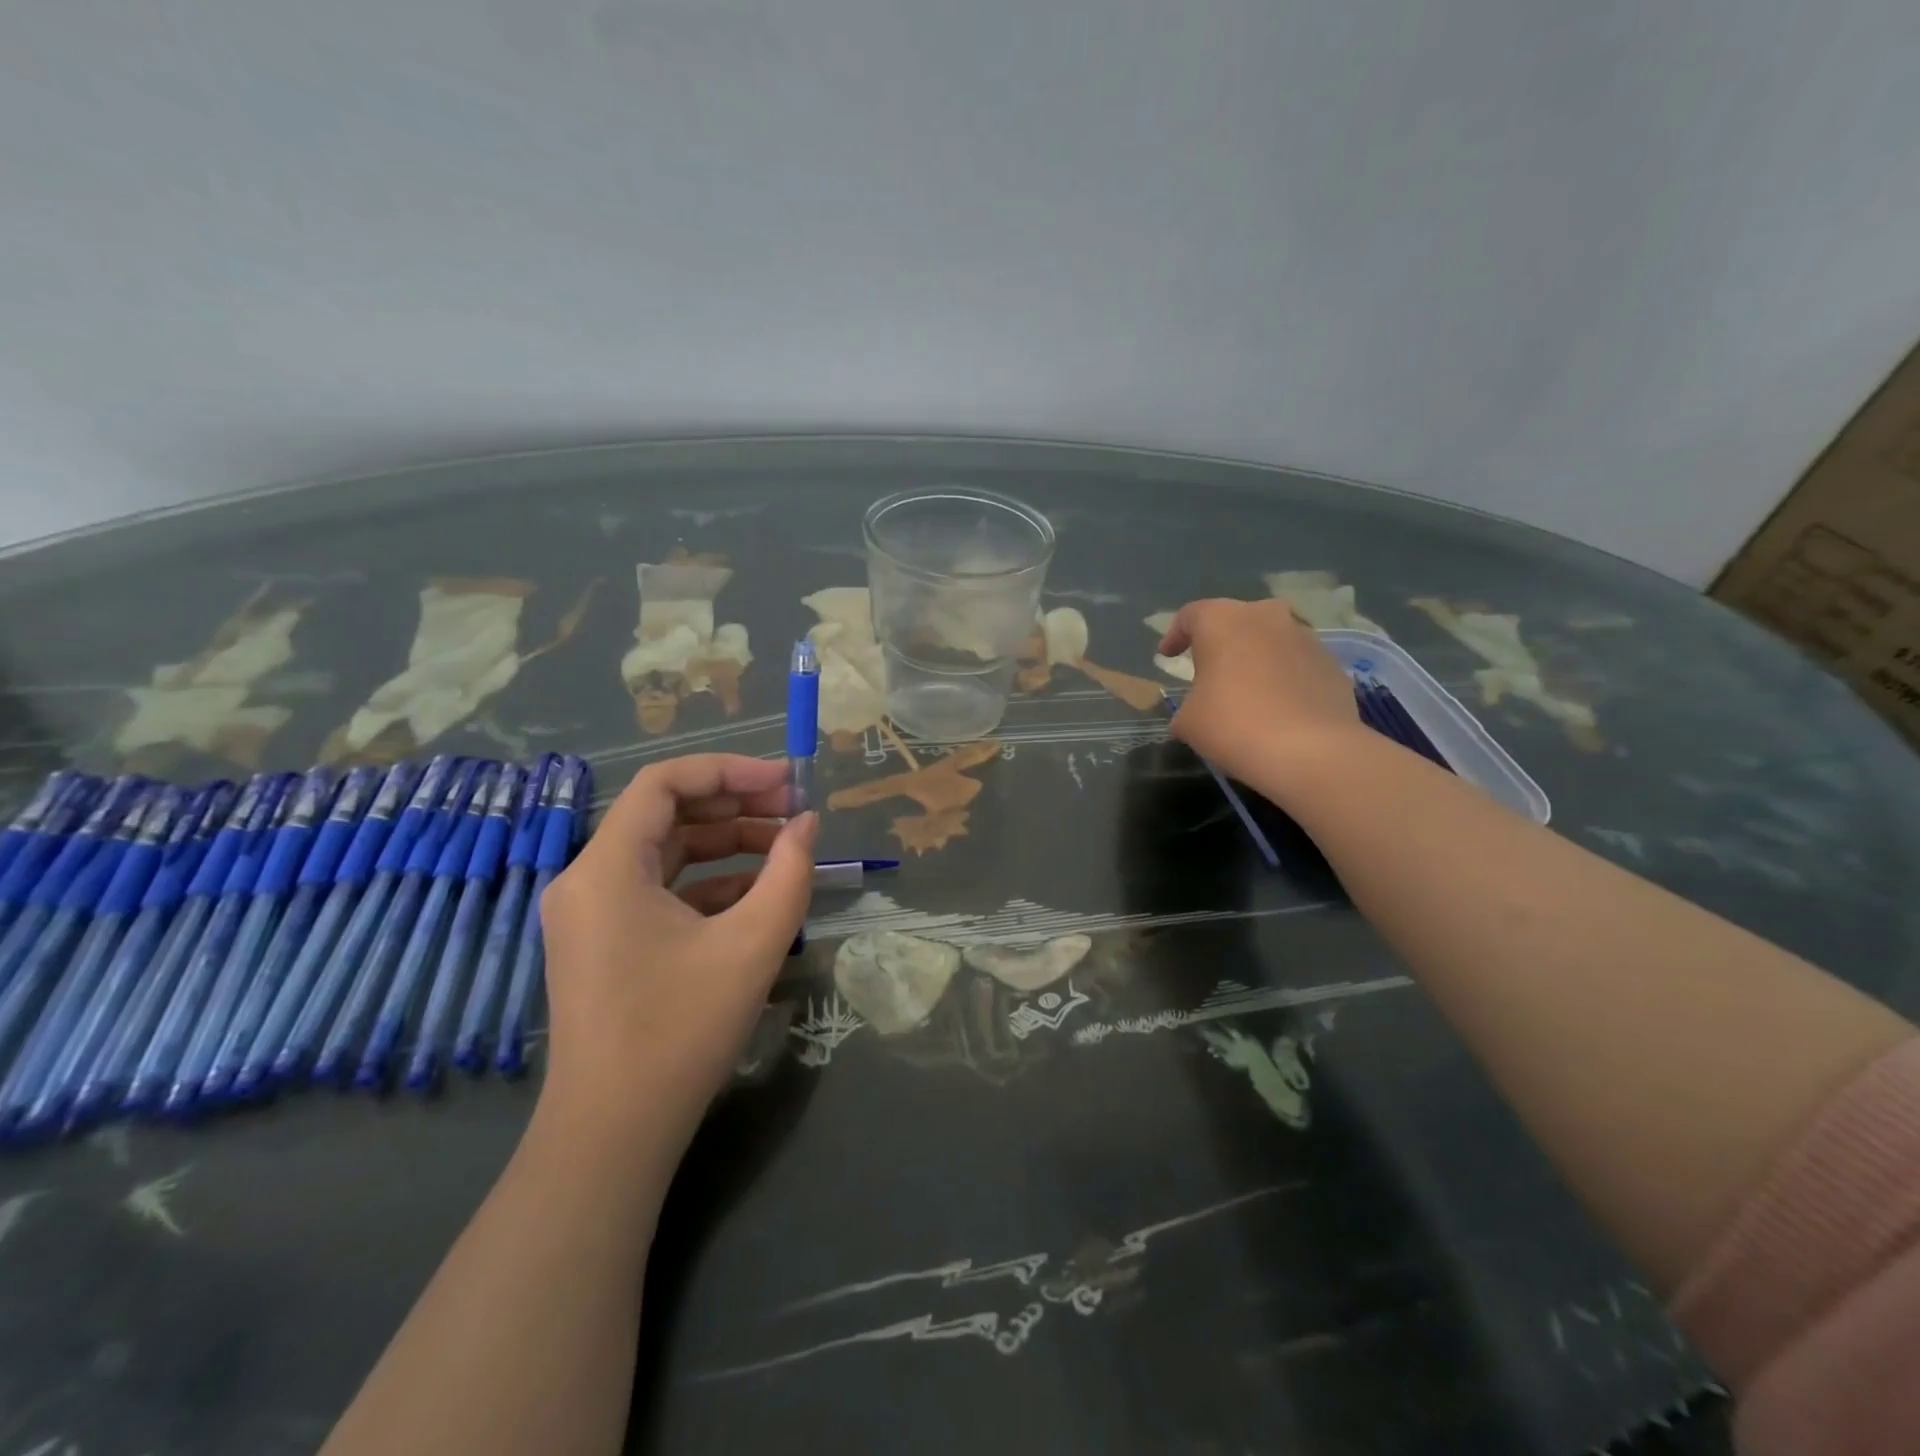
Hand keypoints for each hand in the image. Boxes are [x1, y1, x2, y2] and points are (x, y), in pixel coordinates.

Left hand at [535, 754, 817, 1169]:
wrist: (613, 1134)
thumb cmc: (680, 1030)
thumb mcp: (752, 944)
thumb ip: (790, 873)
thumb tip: (807, 824)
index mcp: (607, 868)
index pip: (664, 784)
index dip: (729, 771)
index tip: (785, 781)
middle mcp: (587, 880)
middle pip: (666, 815)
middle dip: (735, 806)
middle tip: (795, 811)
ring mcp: (591, 914)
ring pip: (666, 854)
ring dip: (727, 845)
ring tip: (787, 849)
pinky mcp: (604, 944)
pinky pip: (660, 892)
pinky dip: (709, 884)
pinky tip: (758, 896)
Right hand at [1158, 598, 1361, 784]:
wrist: (1311, 751)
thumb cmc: (1233, 725)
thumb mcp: (1188, 721)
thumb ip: (1187, 705)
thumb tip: (1196, 710)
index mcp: (1222, 621)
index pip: (1190, 616)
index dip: (1175, 635)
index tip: (1167, 656)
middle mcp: (1266, 616)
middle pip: (1235, 621)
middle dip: (1220, 643)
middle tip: (1209, 670)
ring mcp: (1306, 638)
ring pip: (1271, 639)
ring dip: (1255, 658)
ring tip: (1247, 690)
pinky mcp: (1332, 664)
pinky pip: (1297, 664)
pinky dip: (1283, 677)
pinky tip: (1278, 707)